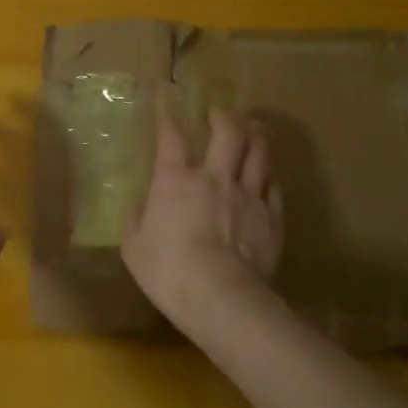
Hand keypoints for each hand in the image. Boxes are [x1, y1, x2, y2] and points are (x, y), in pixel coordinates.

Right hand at [122, 108, 283, 326]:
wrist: (220, 296)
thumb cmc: (168, 271)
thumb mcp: (134, 249)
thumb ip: (134, 221)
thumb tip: (134, 206)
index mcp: (175, 181)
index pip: (171, 139)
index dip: (167, 121)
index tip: (166, 111)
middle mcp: (214, 178)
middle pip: (228, 133)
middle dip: (224, 118)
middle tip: (219, 115)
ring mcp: (248, 195)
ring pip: (259, 152)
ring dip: (255, 136)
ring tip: (252, 130)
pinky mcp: (272, 217)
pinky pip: (274, 186)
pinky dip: (269, 176)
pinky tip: (267, 176)